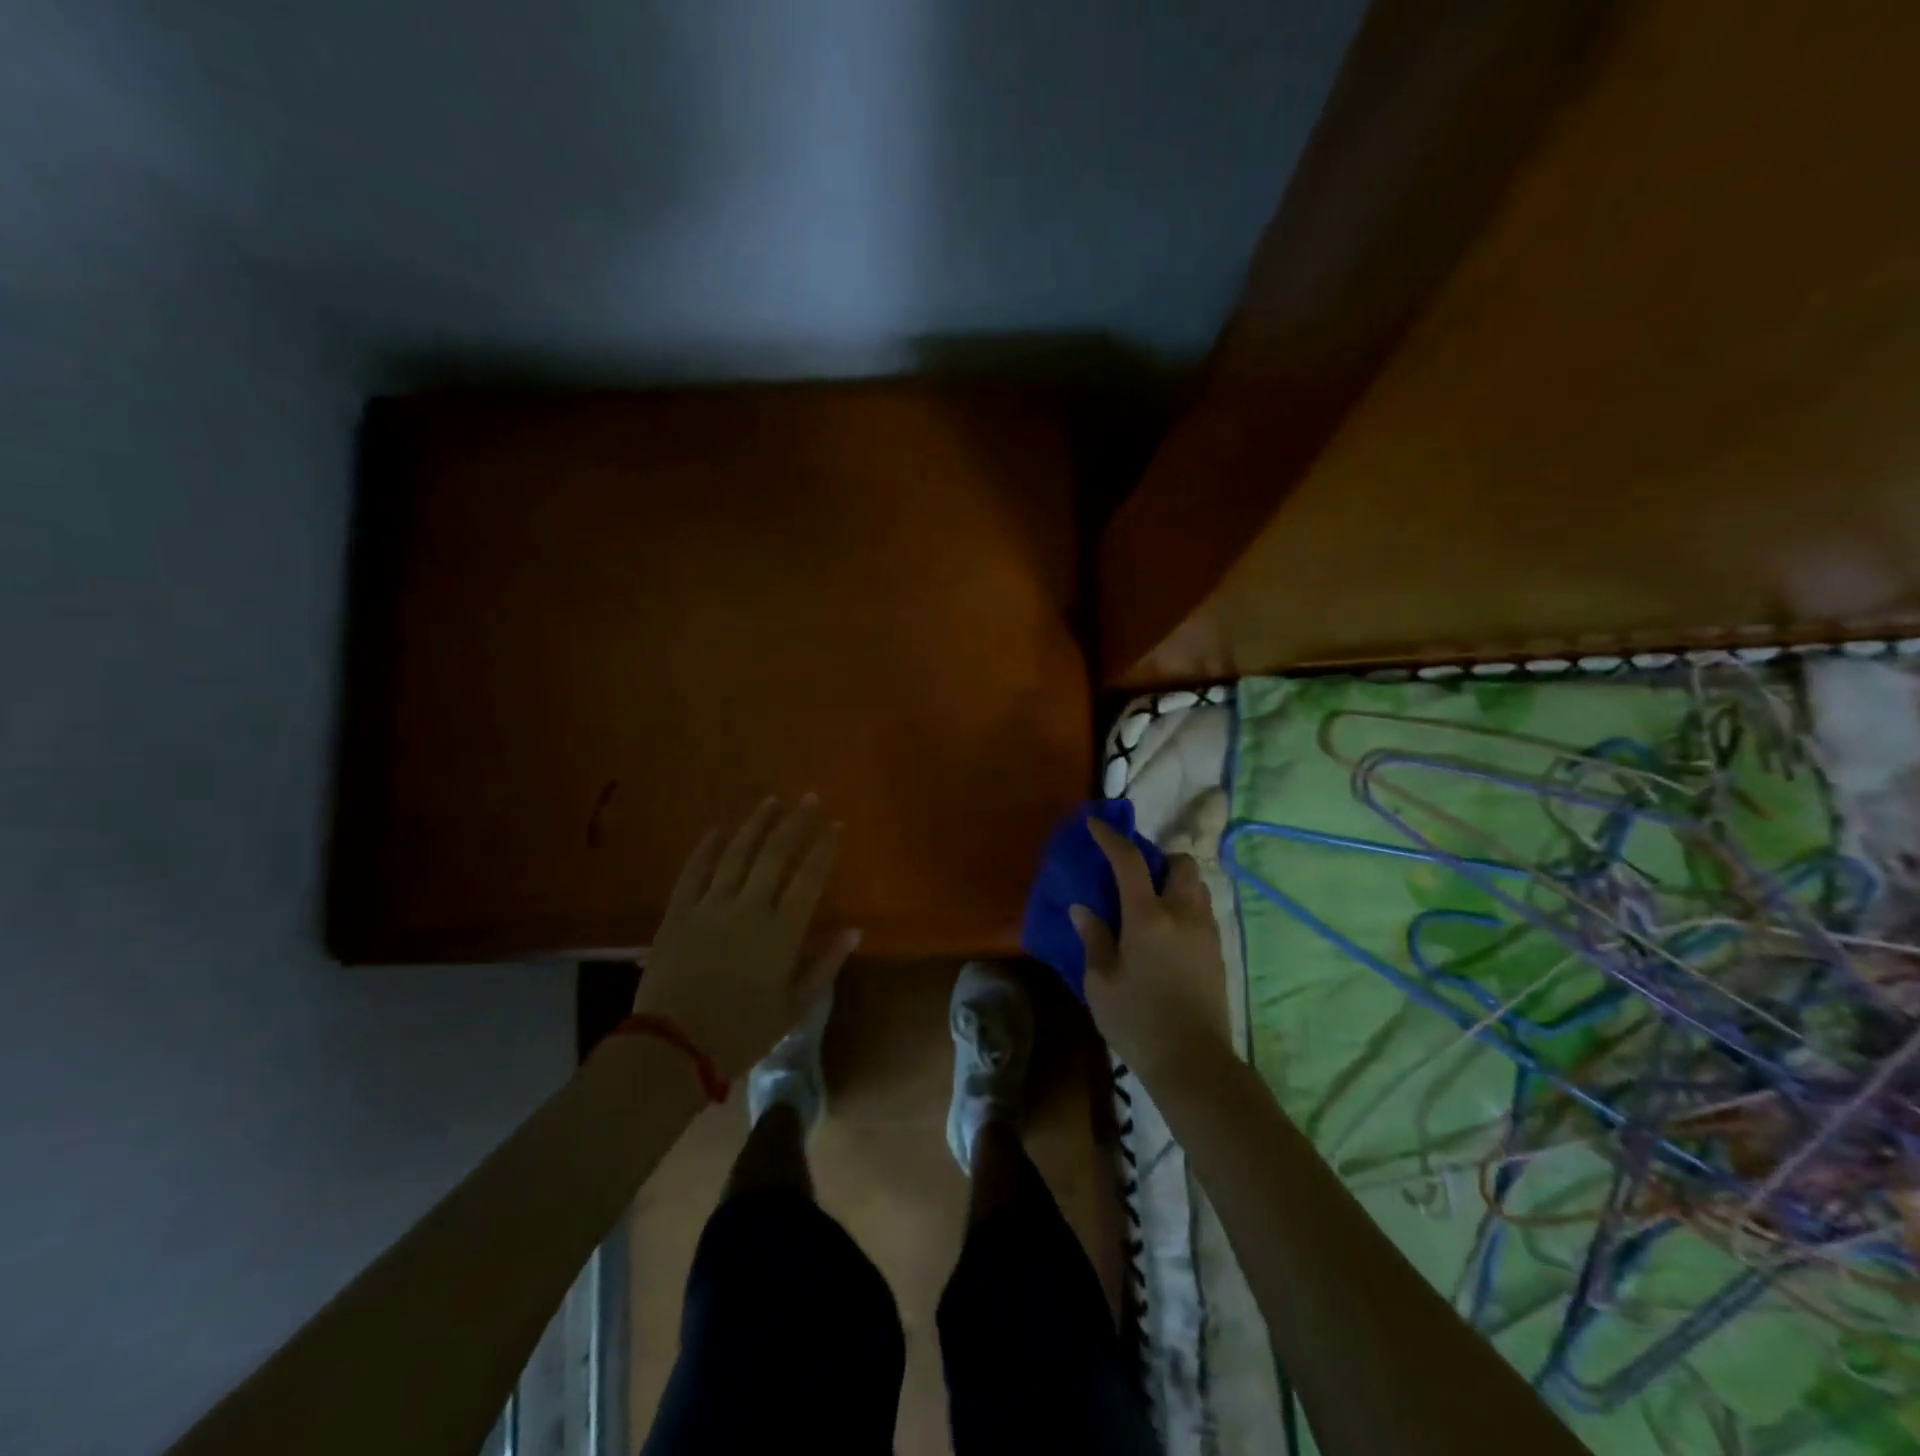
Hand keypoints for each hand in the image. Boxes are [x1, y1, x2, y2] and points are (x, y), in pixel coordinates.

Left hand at [634, 797, 861, 1078]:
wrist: (674, 1048)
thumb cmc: (743, 1031)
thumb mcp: (794, 1006)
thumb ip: (825, 964)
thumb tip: (854, 931)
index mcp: (781, 932)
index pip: (810, 878)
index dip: (824, 847)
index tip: (836, 824)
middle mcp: (749, 909)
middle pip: (775, 855)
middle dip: (795, 823)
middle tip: (809, 798)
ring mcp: (710, 907)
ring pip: (736, 854)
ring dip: (755, 825)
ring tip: (771, 800)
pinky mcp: (678, 914)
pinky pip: (693, 873)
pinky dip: (705, 850)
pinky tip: (716, 831)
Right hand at [1071, 817, 1231, 1089]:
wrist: (1193, 1063)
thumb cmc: (1137, 1021)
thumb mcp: (1100, 982)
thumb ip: (1094, 938)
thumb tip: (1084, 908)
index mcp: (1148, 917)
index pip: (1129, 862)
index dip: (1111, 838)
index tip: (1095, 825)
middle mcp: (1182, 915)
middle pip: (1181, 864)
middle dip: (1159, 859)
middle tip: (1136, 877)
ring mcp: (1206, 933)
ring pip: (1197, 887)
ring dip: (1175, 883)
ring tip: (1151, 905)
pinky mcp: (1218, 953)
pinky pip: (1203, 912)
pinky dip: (1185, 907)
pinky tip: (1167, 934)